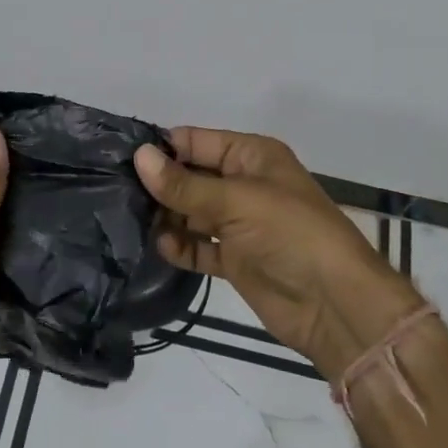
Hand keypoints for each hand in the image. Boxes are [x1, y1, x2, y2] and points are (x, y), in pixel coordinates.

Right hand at [135, 128, 419, 378]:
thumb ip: (185, 184)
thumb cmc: (291, 235)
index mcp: (251, 156)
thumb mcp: (237, 201)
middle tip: (112, 191)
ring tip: (127, 220)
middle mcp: (242, 184)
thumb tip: (138, 156)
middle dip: (157, 183)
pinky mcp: (233, 259)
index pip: (195, 141)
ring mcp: (238, 223)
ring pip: (189, 212)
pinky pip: (197, 246)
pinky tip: (160, 247)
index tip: (117, 157)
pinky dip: (180, 246)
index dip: (161, 148)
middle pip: (189, 176)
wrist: (335, 305)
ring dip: (164, 216)